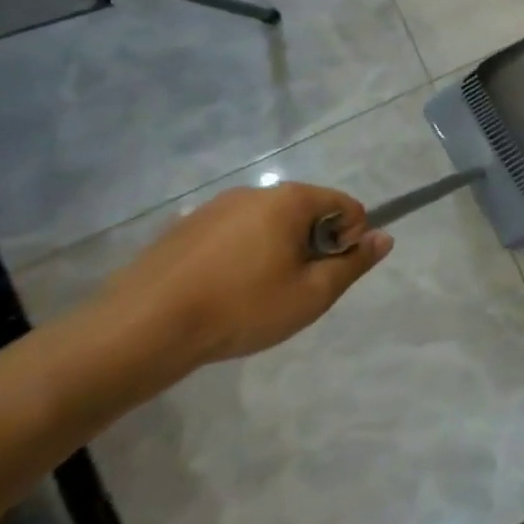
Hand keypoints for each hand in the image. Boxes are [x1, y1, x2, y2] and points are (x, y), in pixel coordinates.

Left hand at [93, 182, 392, 369]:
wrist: (140, 331)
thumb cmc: (242, 308)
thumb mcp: (313, 294)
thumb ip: (354, 263)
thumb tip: (384, 237)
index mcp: (289, 200)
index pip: (346, 206)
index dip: (350, 240)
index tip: (329, 274)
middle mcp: (253, 193)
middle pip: (306, 212)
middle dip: (313, 245)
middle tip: (295, 289)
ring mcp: (213, 208)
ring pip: (267, 224)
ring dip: (276, 251)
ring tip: (256, 295)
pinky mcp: (182, 229)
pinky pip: (232, 235)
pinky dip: (240, 257)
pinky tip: (222, 293)